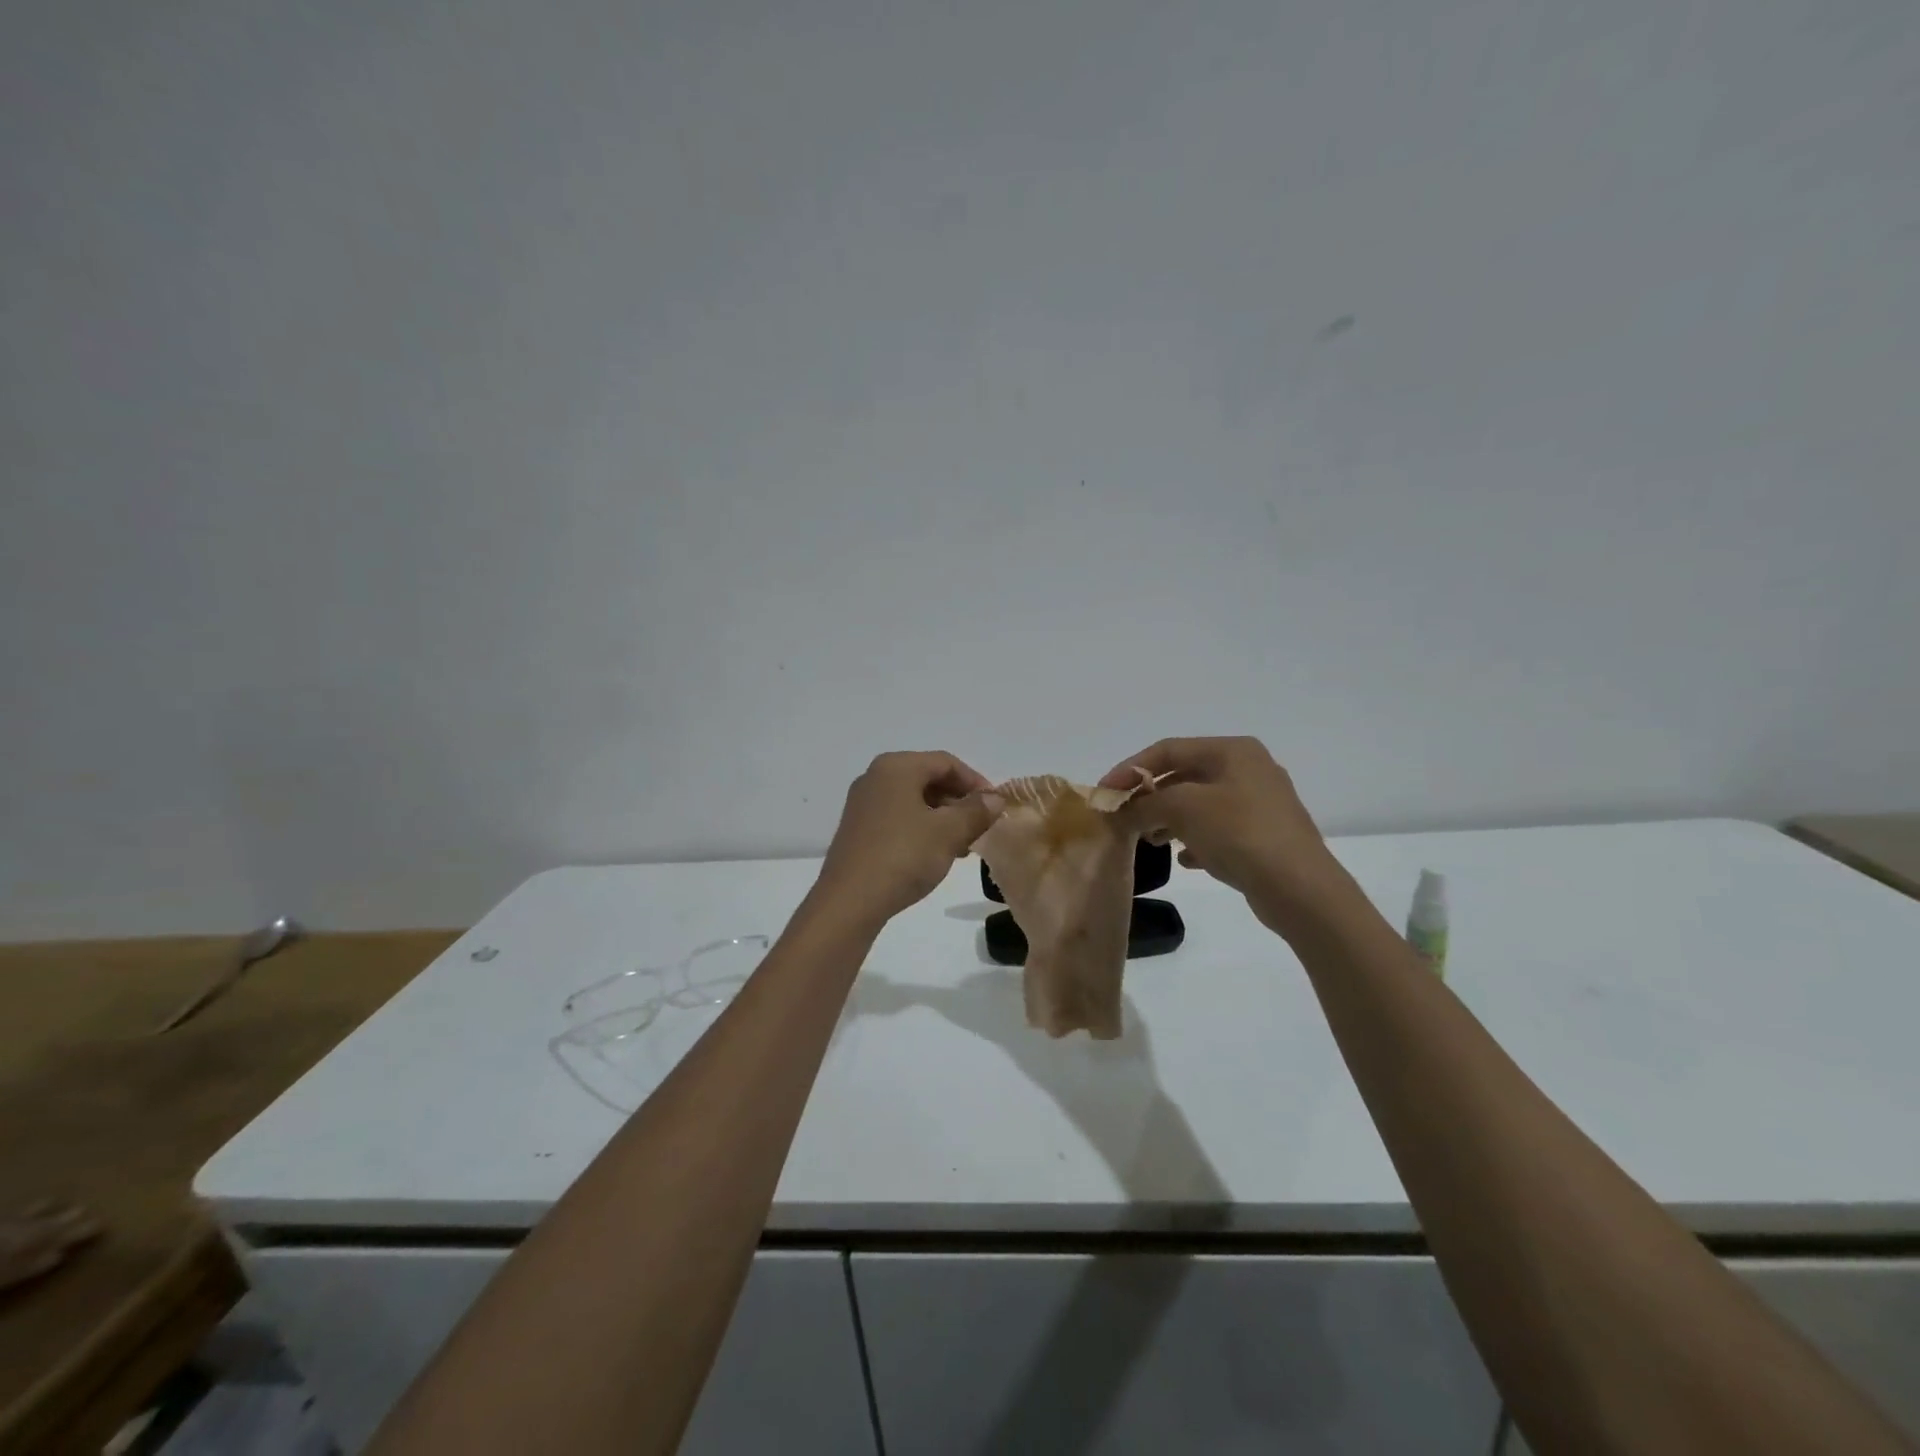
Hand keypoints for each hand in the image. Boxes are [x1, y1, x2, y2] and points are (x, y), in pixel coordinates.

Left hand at [810, 752, 998, 927]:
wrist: (850, 901)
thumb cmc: (903, 856)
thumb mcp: (948, 833)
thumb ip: (976, 811)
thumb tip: (995, 799)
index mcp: (896, 767)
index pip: (946, 762)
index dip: (976, 781)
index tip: (996, 806)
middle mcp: (876, 777)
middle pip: (928, 778)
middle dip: (959, 801)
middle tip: (982, 827)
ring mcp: (864, 804)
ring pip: (914, 800)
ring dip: (943, 818)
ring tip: (963, 846)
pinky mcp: (858, 829)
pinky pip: (899, 817)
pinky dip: (922, 828)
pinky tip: (936, 853)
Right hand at [1101, 737, 1346, 935]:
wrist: (1300, 889)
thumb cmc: (1239, 833)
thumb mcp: (1183, 809)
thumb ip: (1145, 803)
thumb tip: (1120, 810)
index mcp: (1232, 750)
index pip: (1168, 750)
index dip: (1130, 768)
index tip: (1104, 793)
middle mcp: (1248, 769)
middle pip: (1184, 776)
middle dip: (1150, 797)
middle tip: (1124, 818)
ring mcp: (1260, 803)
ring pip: (1200, 804)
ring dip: (1169, 819)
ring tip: (1151, 841)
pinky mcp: (1264, 835)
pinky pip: (1218, 830)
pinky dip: (1195, 839)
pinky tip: (1185, 859)